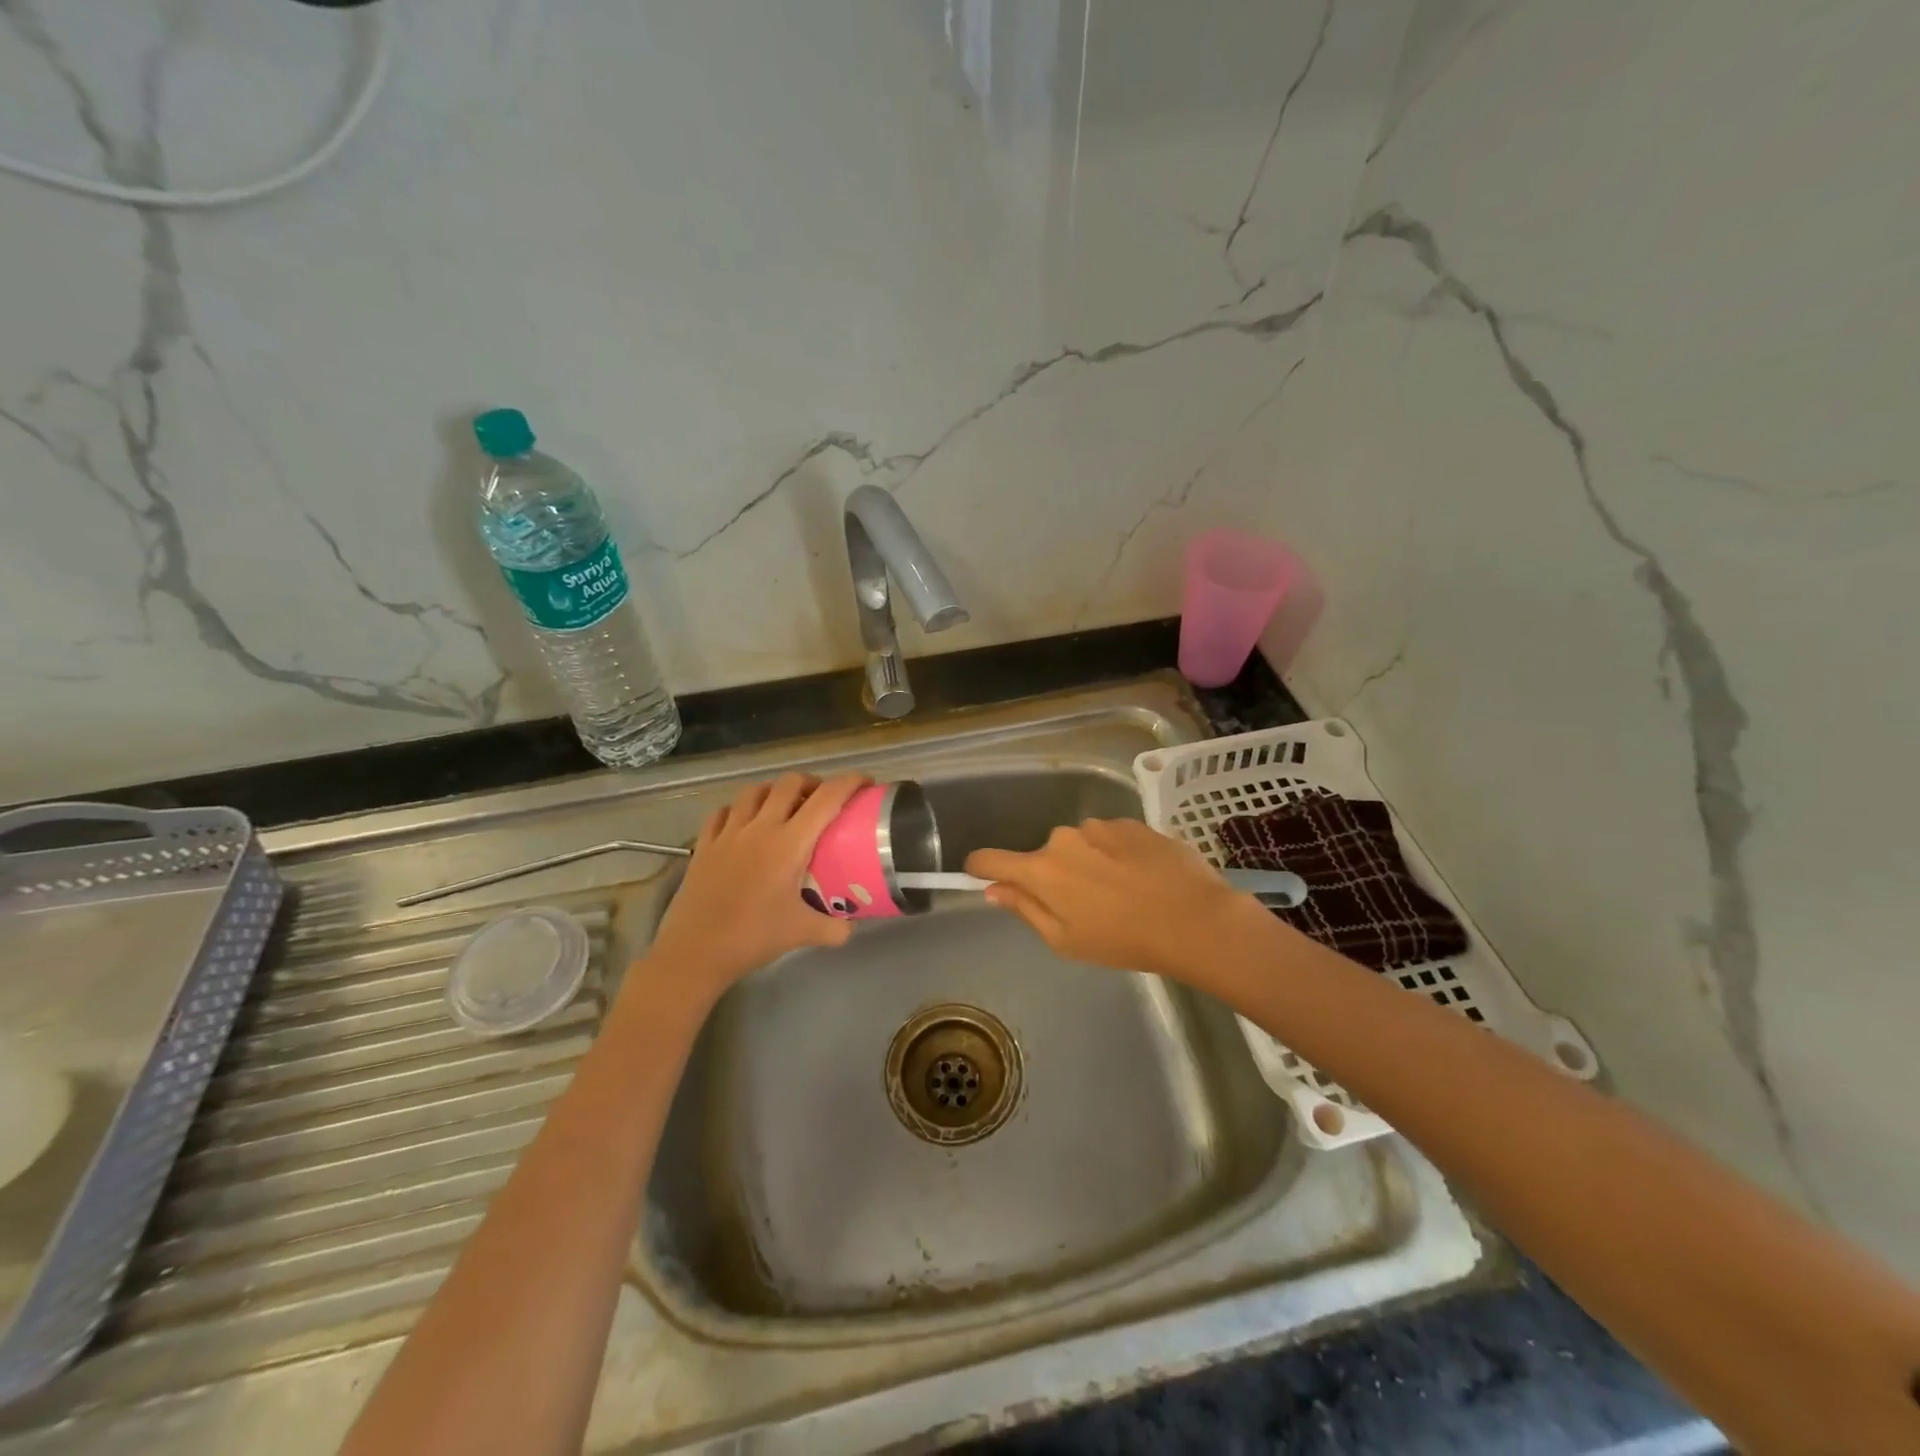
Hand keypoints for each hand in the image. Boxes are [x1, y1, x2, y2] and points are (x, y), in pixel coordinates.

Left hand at [644, 772, 869, 991]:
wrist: (695, 952)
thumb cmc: (753, 938)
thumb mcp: (803, 934)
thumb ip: (835, 927)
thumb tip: (852, 925)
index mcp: (789, 844)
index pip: (826, 799)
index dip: (850, 783)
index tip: (865, 783)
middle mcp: (759, 828)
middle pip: (789, 783)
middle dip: (812, 782)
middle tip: (824, 799)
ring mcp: (728, 833)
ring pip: (754, 791)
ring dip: (775, 791)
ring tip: (785, 806)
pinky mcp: (704, 844)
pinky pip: (723, 811)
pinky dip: (739, 809)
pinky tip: (744, 822)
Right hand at [965, 818, 1265, 981]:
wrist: (1194, 918)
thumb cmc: (1123, 940)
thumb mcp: (1065, 940)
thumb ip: (1025, 909)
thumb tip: (993, 889)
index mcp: (1041, 869)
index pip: (990, 859)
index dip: (980, 868)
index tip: (982, 877)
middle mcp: (1064, 838)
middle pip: (1043, 856)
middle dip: (1053, 877)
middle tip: (1084, 908)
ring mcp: (1099, 825)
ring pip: (1079, 846)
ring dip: (1088, 864)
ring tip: (1122, 893)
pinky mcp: (1132, 822)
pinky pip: (1110, 838)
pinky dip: (1116, 855)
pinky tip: (1142, 878)